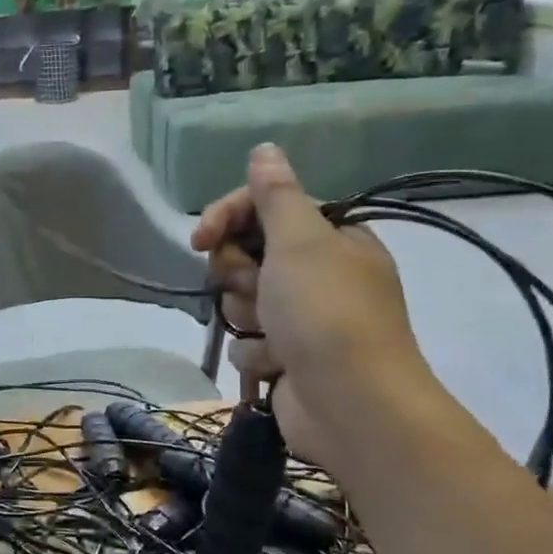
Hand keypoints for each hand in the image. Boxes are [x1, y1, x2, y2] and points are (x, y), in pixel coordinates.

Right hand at [191, 144, 430, 459]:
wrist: (350, 405)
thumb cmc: (325, 313)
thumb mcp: (299, 241)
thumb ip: (276, 195)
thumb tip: (264, 148)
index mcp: (331, 238)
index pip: (264, 208)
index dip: (228, 219)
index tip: (201, 239)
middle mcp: (318, 274)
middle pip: (246, 256)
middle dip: (240, 276)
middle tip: (258, 290)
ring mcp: (303, 320)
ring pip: (241, 303)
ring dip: (248, 319)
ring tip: (275, 337)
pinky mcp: (287, 359)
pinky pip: (248, 343)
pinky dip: (257, 354)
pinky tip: (277, 366)